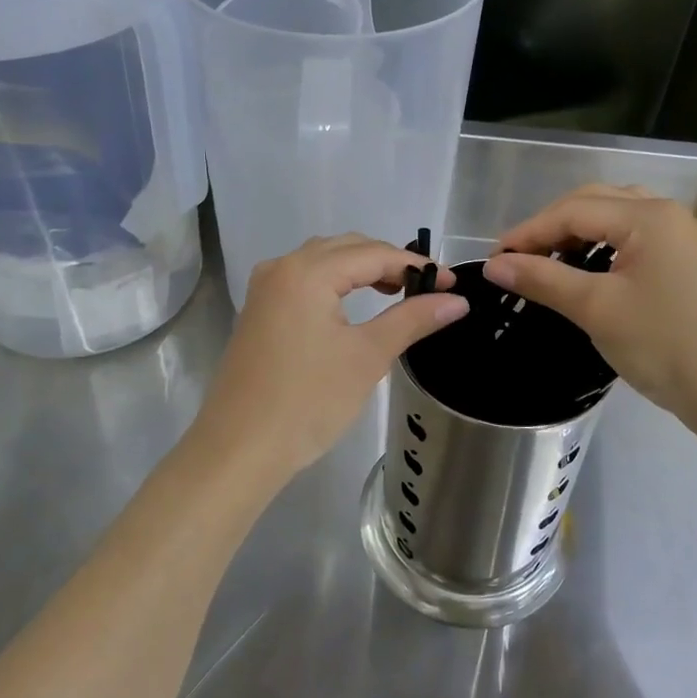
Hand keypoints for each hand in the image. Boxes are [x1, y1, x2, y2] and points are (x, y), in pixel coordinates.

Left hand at [186, 235, 466, 491]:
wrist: (239, 449)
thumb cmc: (308, 401)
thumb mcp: (367, 357)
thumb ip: (413, 319)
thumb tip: (457, 300)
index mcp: (306, 272)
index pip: (373, 254)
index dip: (415, 265)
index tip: (452, 283)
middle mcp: (281, 267)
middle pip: (346, 248)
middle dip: (388, 262)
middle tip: (426, 289)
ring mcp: (265, 289)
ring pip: (322, 261)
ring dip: (360, 270)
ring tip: (395, 294)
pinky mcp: (258, 311)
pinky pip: (304, 280)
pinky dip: (335, 284)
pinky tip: (353, 307)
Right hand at [483, 186, 696, 433]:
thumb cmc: (662, 345)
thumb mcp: (595, 309)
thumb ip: (542, 279)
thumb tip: (494, 265)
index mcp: (648, 216)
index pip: (572, 211)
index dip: (528, 232)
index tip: (494, 259)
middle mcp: (670, 215)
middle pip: (596, 204)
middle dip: (553, 227)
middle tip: (519, 259)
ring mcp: (688, 238)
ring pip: (621, 218)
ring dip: (582, 232)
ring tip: (553, 258)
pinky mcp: (696, 263)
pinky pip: (645, 238)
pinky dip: (616, 244)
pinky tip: (612, 259)